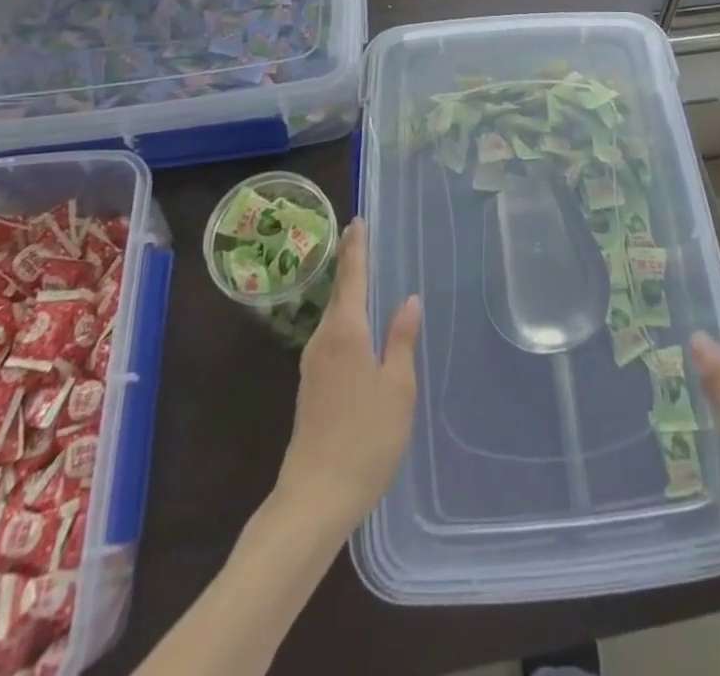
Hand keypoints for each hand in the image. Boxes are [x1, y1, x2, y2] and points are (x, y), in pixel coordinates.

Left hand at [273, 221, 421, 535]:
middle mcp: (323, 340)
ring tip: (367, 279)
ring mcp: (312, 365)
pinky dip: (346, 321)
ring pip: (333, 317)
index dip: (356, 247)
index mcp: (345, 332)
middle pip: (339, 293)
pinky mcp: (310, 387)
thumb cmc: (365, 439)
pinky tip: (360, 331)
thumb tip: (409, 299)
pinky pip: (331, 338)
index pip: (351, 277)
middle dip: (350, 265)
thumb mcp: (398, 387)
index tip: (357, 220)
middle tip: (365, 240)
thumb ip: (401, 339)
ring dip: (348, 294)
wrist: (315, 498)